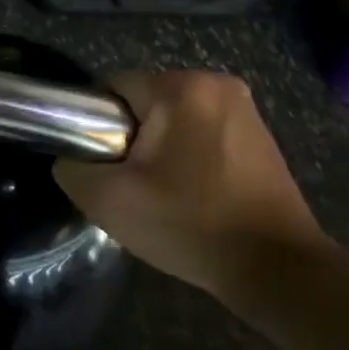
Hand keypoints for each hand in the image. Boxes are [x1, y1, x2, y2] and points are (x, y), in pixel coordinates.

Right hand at [52, 71, 322, 299]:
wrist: (276, 266)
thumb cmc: (190, 225)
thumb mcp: (111, 202)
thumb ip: (74, 169)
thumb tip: (71, 157)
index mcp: (182, 88)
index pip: (115, 88)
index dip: (98, 126)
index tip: (105, 166)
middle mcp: (217, 83)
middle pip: (147, 101)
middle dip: (133, 138)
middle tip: (134, 186)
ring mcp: (245, 107)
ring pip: (176, 117)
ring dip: (163, 148)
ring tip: (166, 194)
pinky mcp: (260, 132)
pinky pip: (205, 131)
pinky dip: (191, 154)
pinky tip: (196, 193)